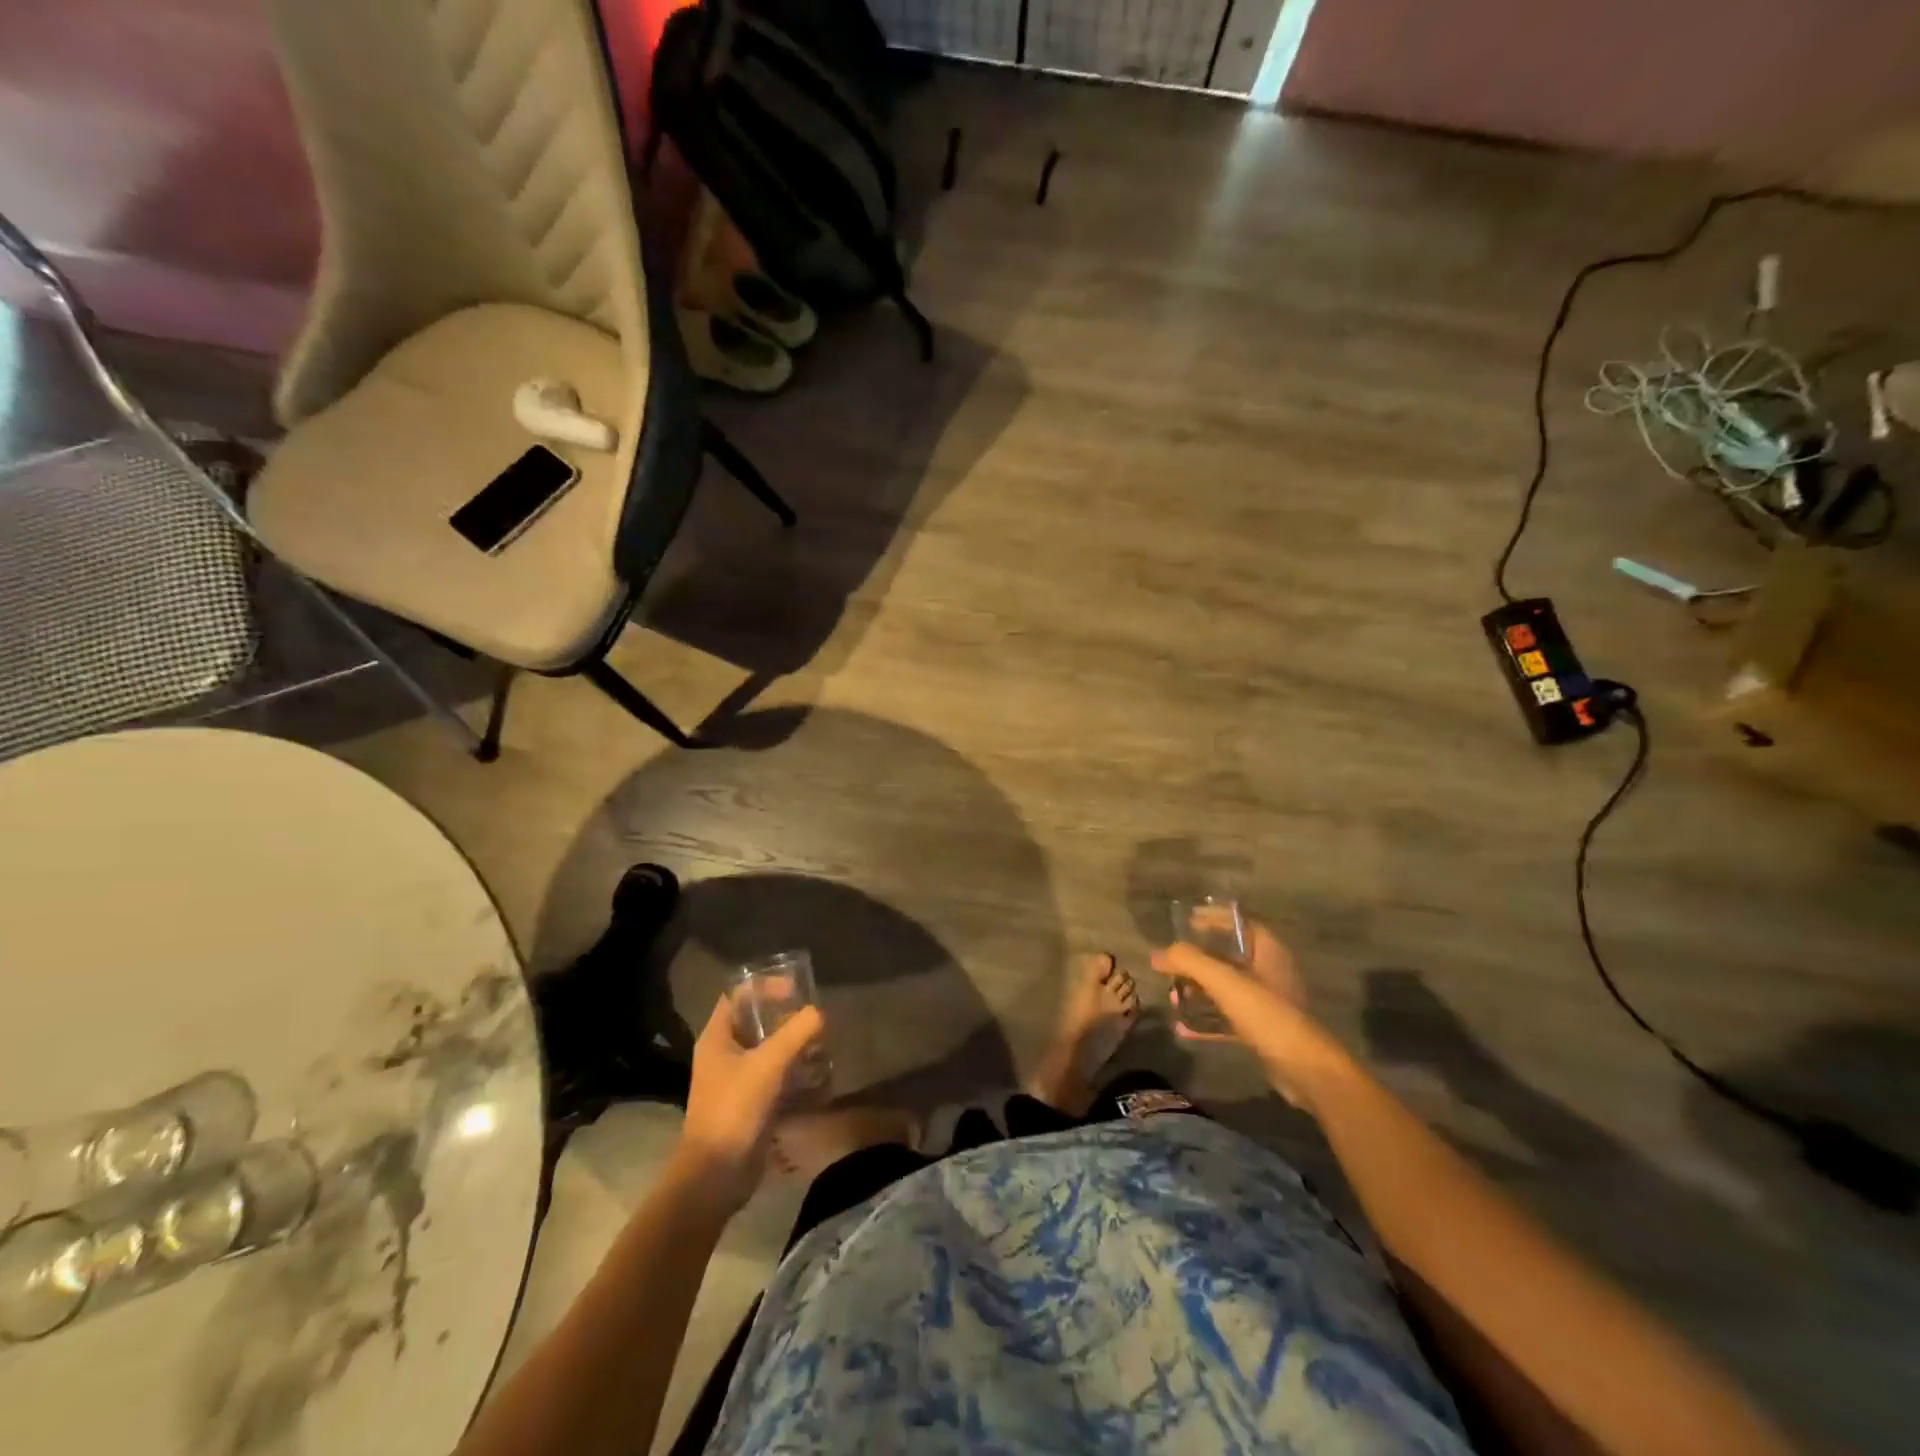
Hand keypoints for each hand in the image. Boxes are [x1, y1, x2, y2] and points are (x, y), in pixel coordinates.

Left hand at [675, 996, 825, 1211]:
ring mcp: (735, 1080)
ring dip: (792, 1043)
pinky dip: (792, 1070)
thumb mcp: (768, 1064)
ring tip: (820, 1042)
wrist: (716, 1175)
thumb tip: (819, 1013)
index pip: (737, 996)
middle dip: (784, 1015)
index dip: (764, 986)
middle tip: (813, 1016)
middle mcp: (723, 1054)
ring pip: (766, 1049)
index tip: (795, 989)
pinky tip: (816, 1073)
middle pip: (754, 1021)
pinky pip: (773, 1075)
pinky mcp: (749, 1103)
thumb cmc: (734, 1109)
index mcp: (716, 1038)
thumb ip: (796, 1033)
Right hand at [1152, 922, 1349, 1110]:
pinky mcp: (1262, 1030)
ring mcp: (1266, 1002)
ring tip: (1172, 998)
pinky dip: (1207, 1019)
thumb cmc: (1267, 1014)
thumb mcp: (1224, 981)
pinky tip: (1184, 1028)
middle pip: (1226, 956)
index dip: (1212, 918)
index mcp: (1268, 950)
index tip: (1185, 921)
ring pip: (1225, 988)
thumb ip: (1189, 961)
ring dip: (1197, 991)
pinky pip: (1228, 1017)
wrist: (1306, 1071)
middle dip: (1196, 961)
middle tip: (1170, 966)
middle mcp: (1268, 972)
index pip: (1238, 922)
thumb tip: (1157, 954)